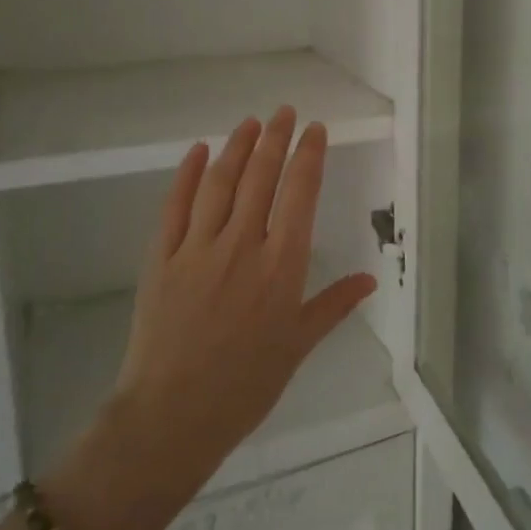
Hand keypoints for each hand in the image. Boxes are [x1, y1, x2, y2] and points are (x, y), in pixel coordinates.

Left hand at [112, 107, 376, 492]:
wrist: (172, 416)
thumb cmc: (245, 385)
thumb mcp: (298, 346)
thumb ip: (333, 305)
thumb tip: (369, 278)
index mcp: (282, 266)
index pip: (300, 195)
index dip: (309, 156)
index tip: (315, 130)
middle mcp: (243, 246)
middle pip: (261, 178)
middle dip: (275, 139)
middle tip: (284, 112)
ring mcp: (198, 248)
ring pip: (221, 183)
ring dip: (237, 147)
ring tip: (250, 122)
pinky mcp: (161, 258)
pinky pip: (175, 206)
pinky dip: (188, 175)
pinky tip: (199, 151)